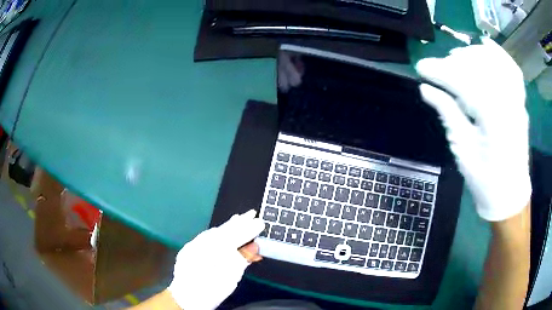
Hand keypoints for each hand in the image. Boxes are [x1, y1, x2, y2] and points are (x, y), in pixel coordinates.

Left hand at [167, 210, 264, 309]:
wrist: (187, 297)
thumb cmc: (213, 289)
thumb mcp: (232, 276)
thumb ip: (243, 258)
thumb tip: (254, 246)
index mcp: (218, 247)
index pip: (238, 234)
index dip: (250, 228)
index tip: (260, 222)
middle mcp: (205, 241)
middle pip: (226, 229)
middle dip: (240, 221)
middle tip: (251, 213)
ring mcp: (195, 244)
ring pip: (215, 231)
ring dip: (228, 225)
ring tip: (238, 218)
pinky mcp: (188, 249)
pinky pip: (206, 236)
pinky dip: (216, 232)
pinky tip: (219, 232)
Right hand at [415, 37, 530, 220]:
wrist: (510, 194)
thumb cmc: (486, 180)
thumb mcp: (463, 150)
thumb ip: (448, 113)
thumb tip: (426, 89)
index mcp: (492, 117)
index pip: (462, 81)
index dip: (439, 71)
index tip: (420, 67)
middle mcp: (507, 101)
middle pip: (477, 66)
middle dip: (453, 62)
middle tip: (436, 67)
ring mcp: (516, 99)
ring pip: (494, 61)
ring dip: (472, 55)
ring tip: (456, 57)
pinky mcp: (520, 101)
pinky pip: (512, 69)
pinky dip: (499, 53)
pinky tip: (485, 43)